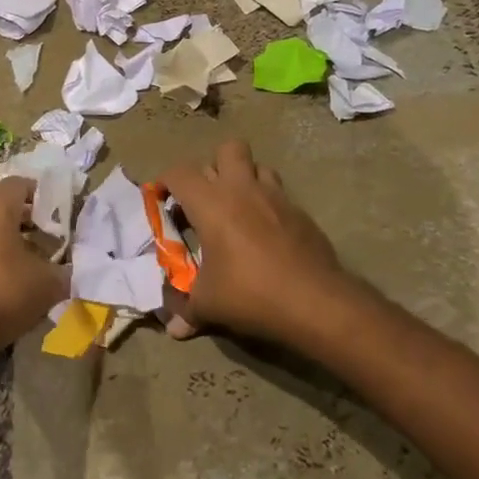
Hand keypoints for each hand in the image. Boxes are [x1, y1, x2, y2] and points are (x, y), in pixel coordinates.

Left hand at [0, 178, 68, 357]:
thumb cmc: (1, 296)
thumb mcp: (47, 285)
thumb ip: (62, 271)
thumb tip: (67, 270)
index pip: (17, 184)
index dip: (39, 194)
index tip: (56, 212)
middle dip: (24, 223)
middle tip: (46, 243)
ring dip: (4, 245)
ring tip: (26, 269)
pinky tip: (2, 289)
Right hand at [157, 140, 347, 344]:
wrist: (315, 301)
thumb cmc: (250, 293)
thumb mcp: (209, 305)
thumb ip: (186, 310)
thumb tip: (172, 329)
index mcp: (211, 202)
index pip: (180, 172)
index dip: (167, 182)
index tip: (163, 200)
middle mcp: (242, 188)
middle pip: (227, 149)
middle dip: (214, 166)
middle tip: (207, 198)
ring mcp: (276, 196)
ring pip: (257, 166)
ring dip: (245, 179)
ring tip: (238, 208)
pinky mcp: (300, 211)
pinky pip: (279, 193)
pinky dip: (268, 204)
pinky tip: (266, 233)